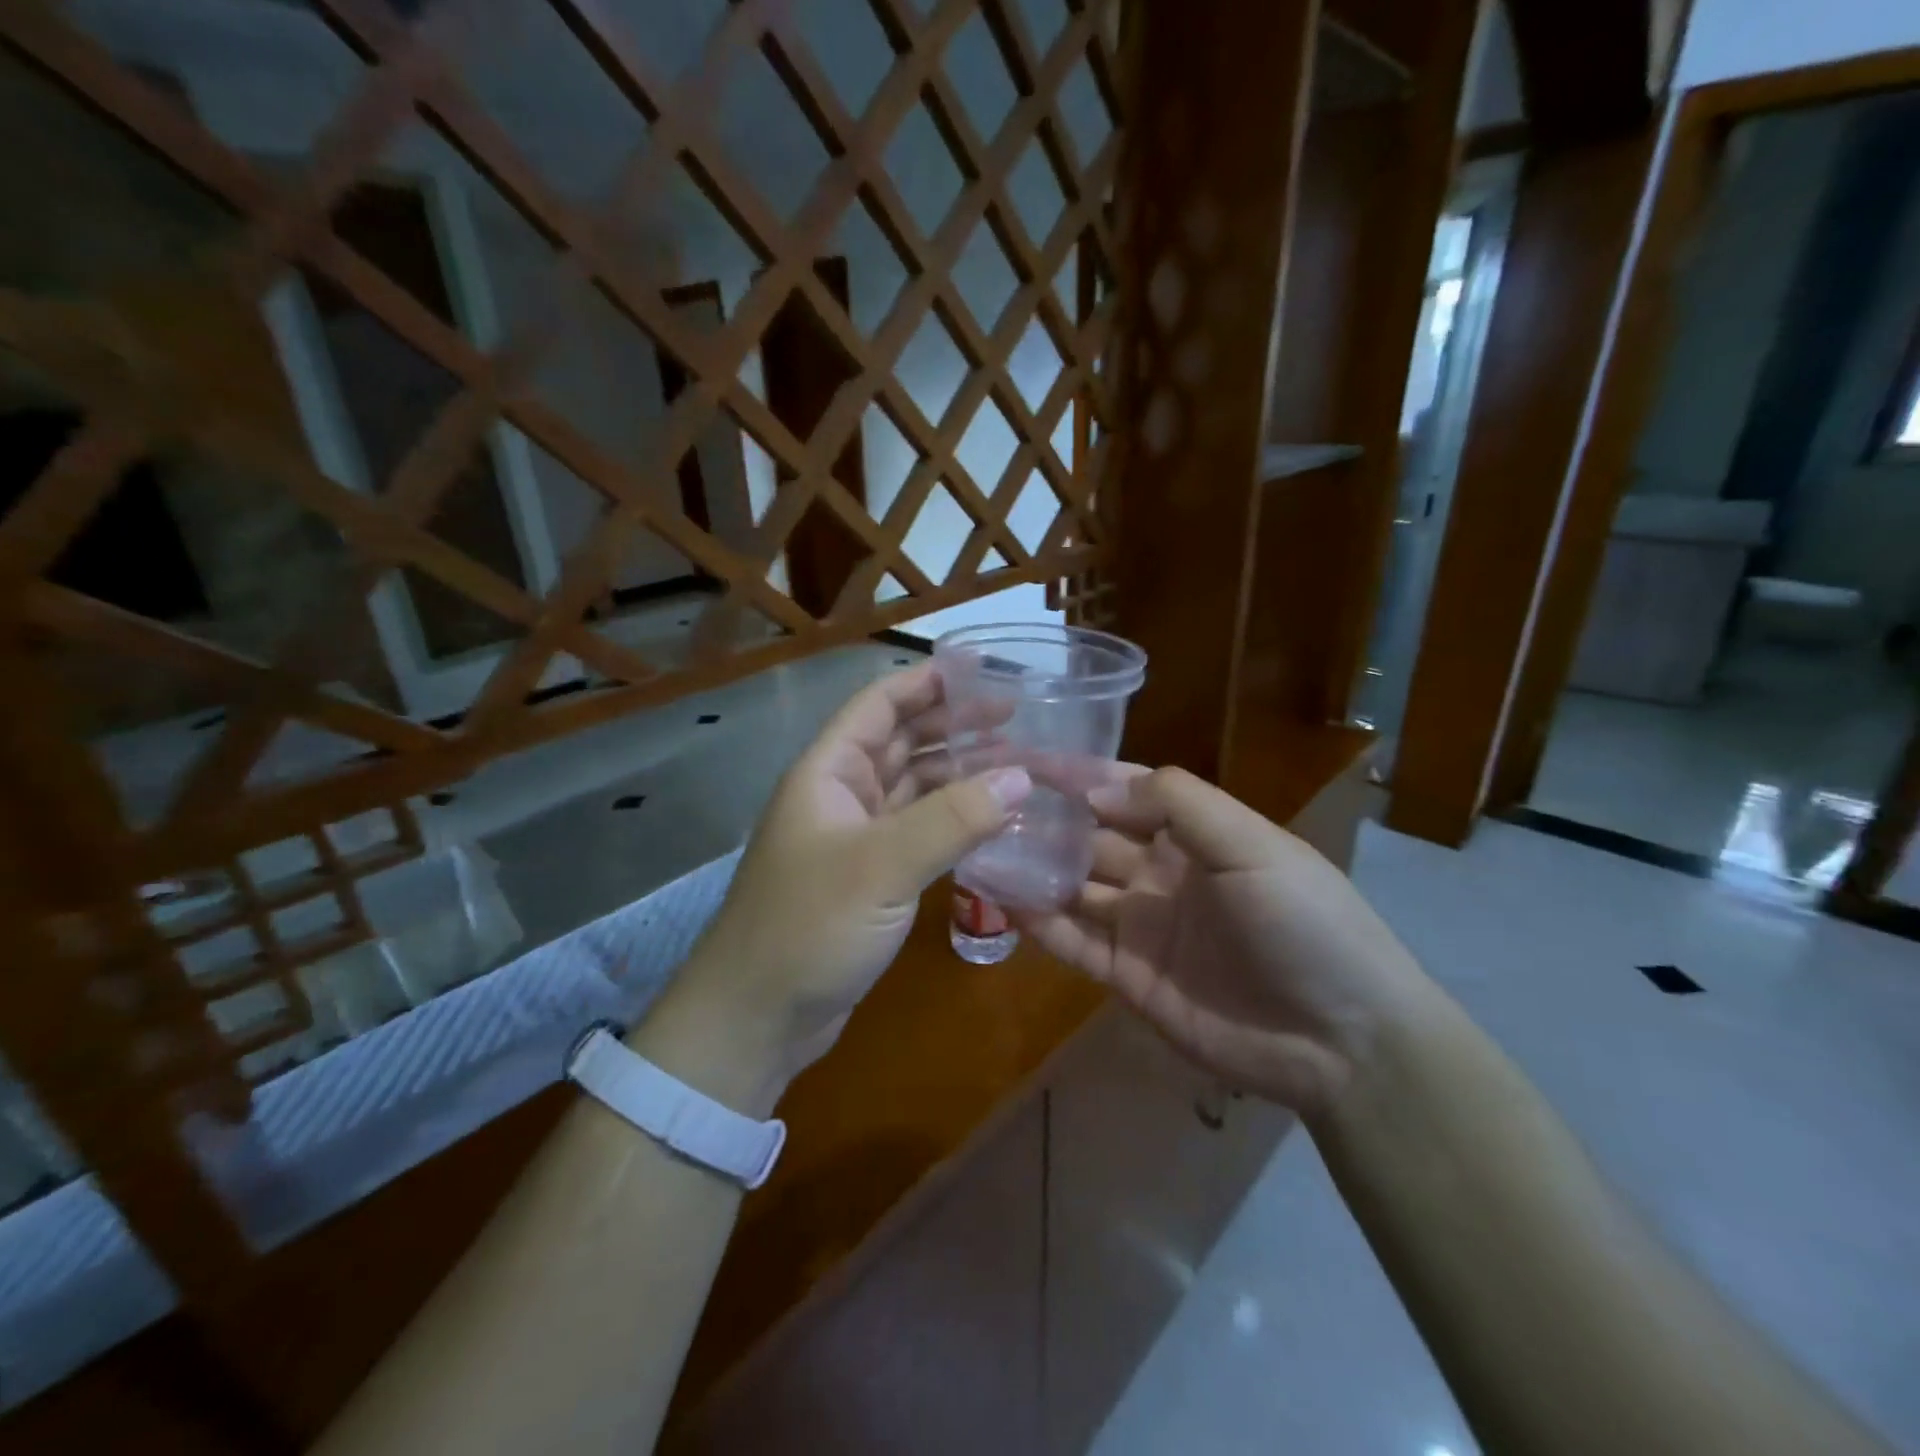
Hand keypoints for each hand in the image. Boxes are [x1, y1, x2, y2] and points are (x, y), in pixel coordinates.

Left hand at [654, 665, 1032, 1099]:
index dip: (928, 682)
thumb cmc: (808, 926)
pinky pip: (919, 833)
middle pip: (902, 743)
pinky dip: (954, 822)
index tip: (983, 669)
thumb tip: (1021, 777)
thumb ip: (953, 819)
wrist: (757, 1018)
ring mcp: (856, 839)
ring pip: (914, 789)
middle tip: (1018, 719)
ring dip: (960, 775)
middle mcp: (841, 795)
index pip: (880, 705)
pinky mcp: (871, 879)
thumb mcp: (882, 866)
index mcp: (829, 772)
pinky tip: (993, 822)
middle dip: (955, 726)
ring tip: (1018, 767)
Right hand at [1015, 767, 1428, 1116]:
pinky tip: (997, 899)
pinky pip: (1072, 942)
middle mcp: (1160, 873)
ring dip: (1030, 867)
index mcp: (1194, 834)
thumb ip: (1178, 804)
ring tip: (976, 845)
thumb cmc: (1304, 923)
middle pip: (1089, 836)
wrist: (1342, 1041)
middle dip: (1043, 819)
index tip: (1023, 756)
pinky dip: (1036, 921)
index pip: (1124, 790)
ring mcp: (1140, 926)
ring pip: (1071, 887)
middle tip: (982, 802)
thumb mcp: (1252, 845)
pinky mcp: (1126, 976)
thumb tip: (1094, 789)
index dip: (1078, 774)